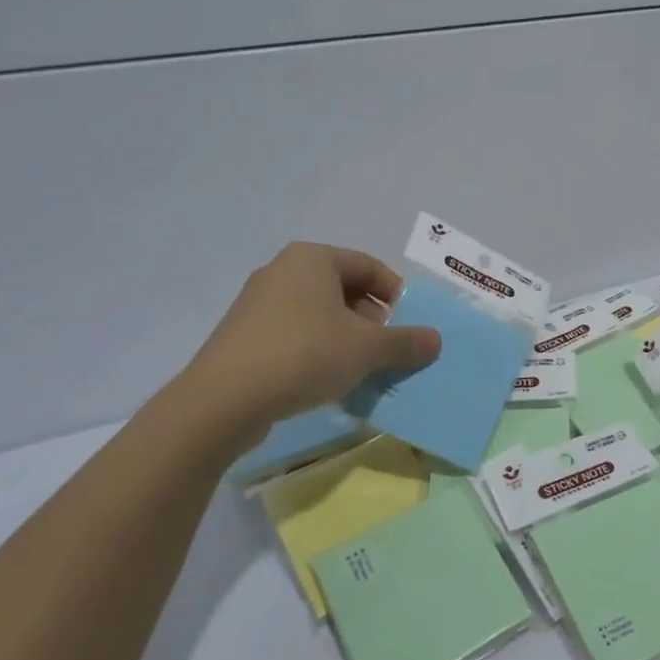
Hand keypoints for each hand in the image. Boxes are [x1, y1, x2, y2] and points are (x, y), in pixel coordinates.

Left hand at [170, 243, 440, 449]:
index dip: (397, 295)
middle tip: (389, 350)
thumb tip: (436, 340)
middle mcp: (283, 271)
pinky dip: (319, 351)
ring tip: (363, 370)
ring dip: (348, 339)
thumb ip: (406, 341)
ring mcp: (258, 303)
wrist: (223, 401)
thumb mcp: (367, 348)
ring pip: (320, 315)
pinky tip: (328, 382)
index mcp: (312, 259)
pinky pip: (295, 335)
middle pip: (344, 290)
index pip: (369, 267)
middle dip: (373, 320)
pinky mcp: (244, 336)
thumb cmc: (304, 355)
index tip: (411, 325)